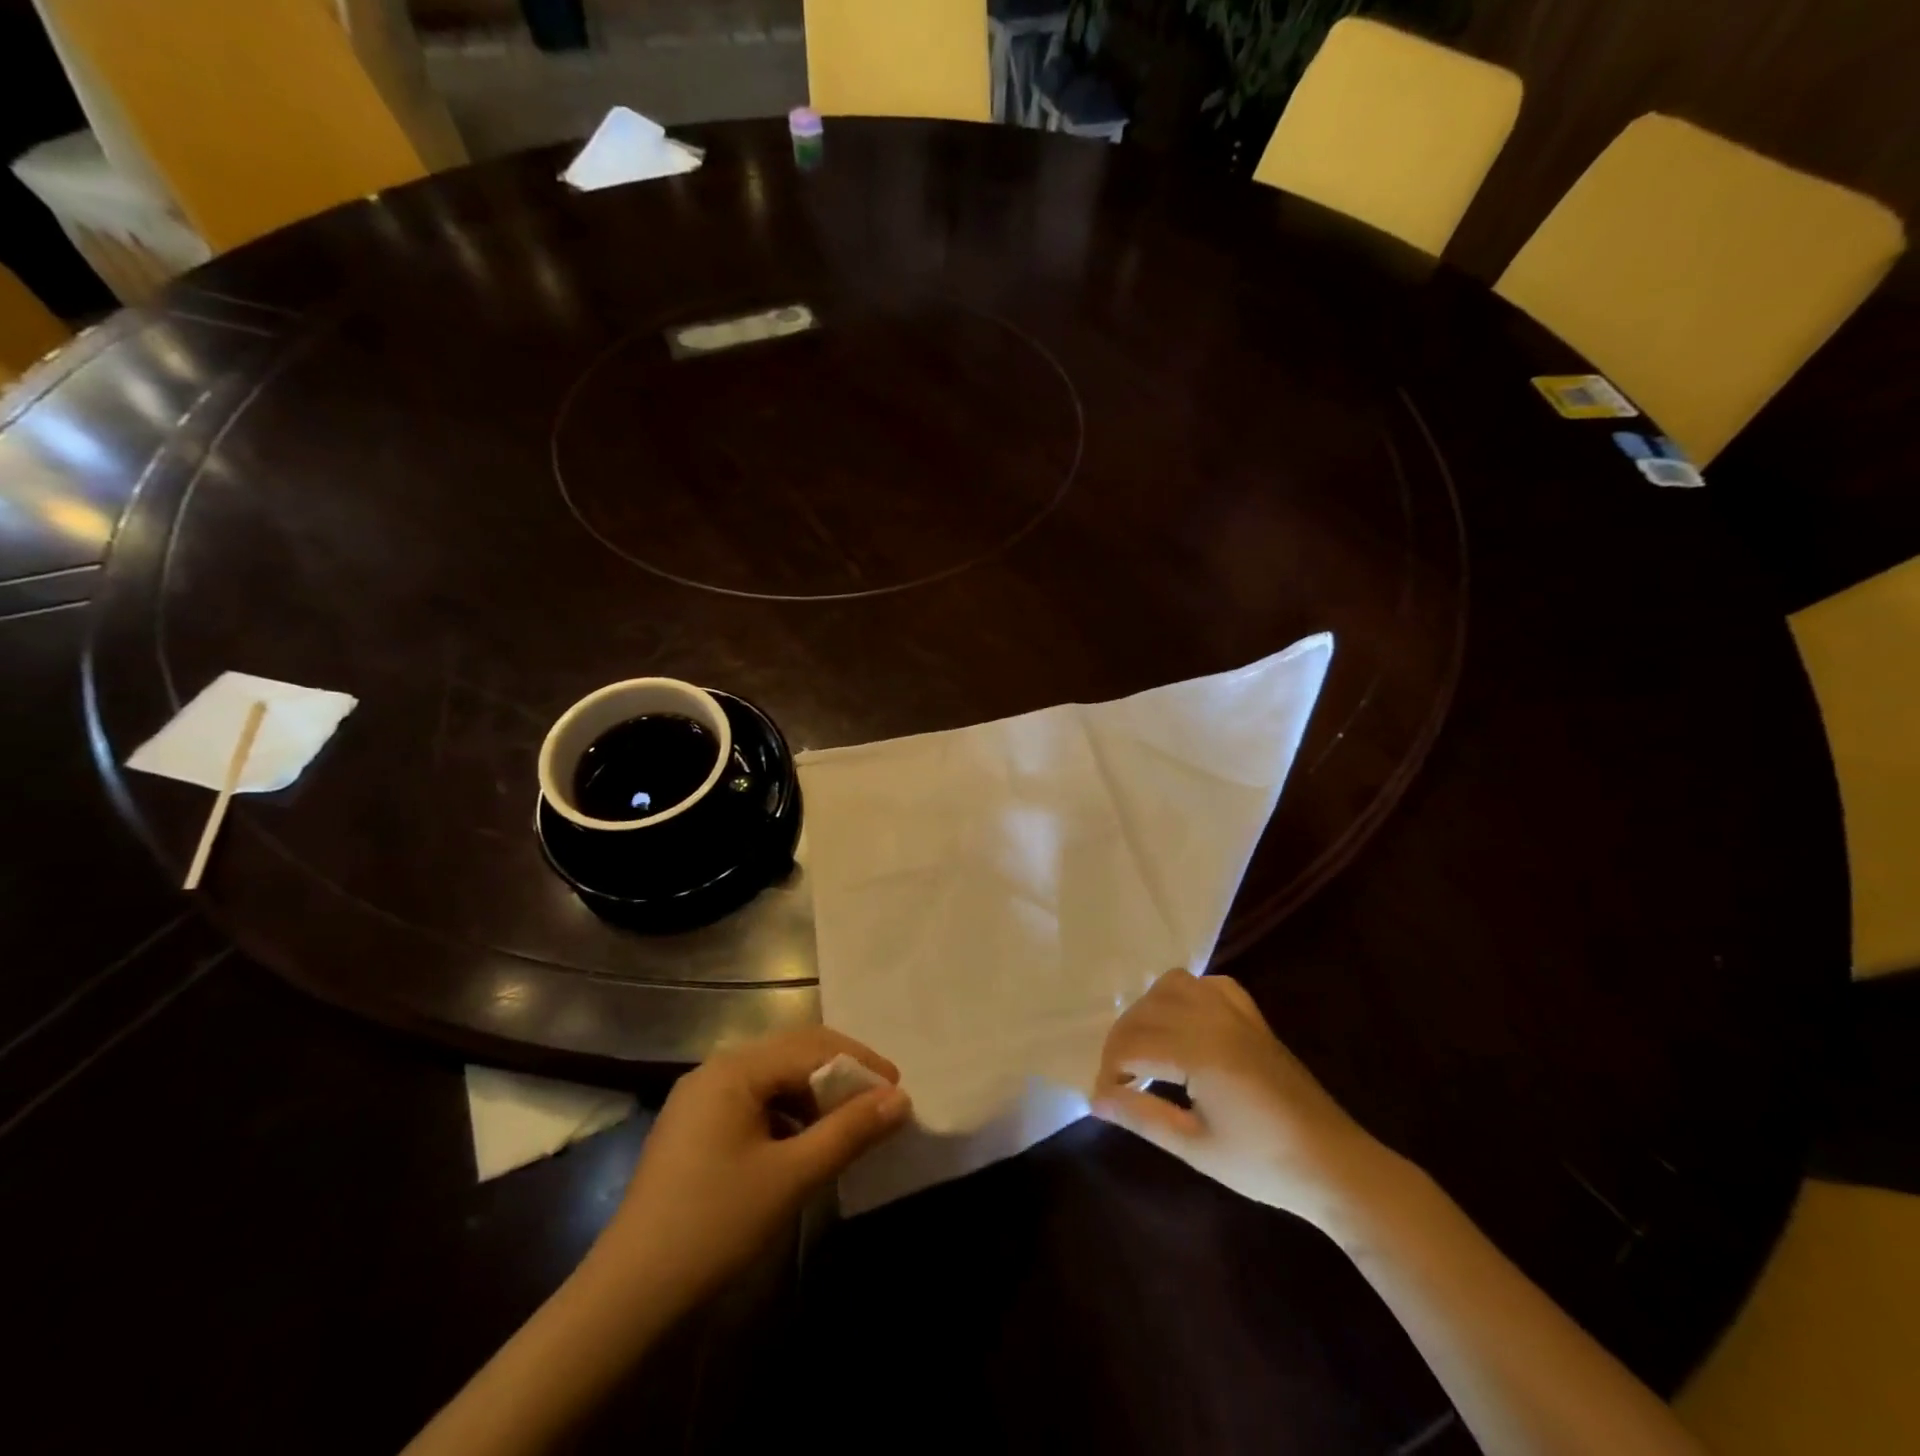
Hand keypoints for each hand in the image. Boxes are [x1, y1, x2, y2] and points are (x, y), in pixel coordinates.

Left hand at [596, 1027, 910, 1302]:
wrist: (629, 1297)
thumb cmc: (715, 1226)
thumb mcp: (792, 1177)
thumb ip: (849, 1132)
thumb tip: (901, 1099)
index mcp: (735, 1069)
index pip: (811, 1046)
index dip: (859, 1064)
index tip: (897, 1091)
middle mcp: (716, 1070)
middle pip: (792, 1054)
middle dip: (840, 1074)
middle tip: (880, 1104)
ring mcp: (701, 1099)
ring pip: (774, 1079)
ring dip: (815, 1096)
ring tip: (848, 1126)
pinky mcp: (696, 1129)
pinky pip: (754, 1104)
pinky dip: (789, 1116)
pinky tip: (805, 1146)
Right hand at [1091, 969, 1394, 1226]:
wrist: (1333, 1165)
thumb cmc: (1263, 1165)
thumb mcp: (1195, 1148)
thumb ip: (1141, 1116)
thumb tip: (1095, 1098)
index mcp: (1200, 1053)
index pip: (1133, 1045)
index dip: (1109, 1071)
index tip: (1103, 1099)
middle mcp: (1214, 1019)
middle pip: (1146, 1011)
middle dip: (1121, 1042)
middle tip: (1117, 1081)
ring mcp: (1236, 1013)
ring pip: (1173, 985)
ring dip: (1147, 1010)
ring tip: (1143, 1047)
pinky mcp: (1252, 1017)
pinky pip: (1210, 984)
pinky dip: (1186, 995)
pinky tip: (1183, 1022)